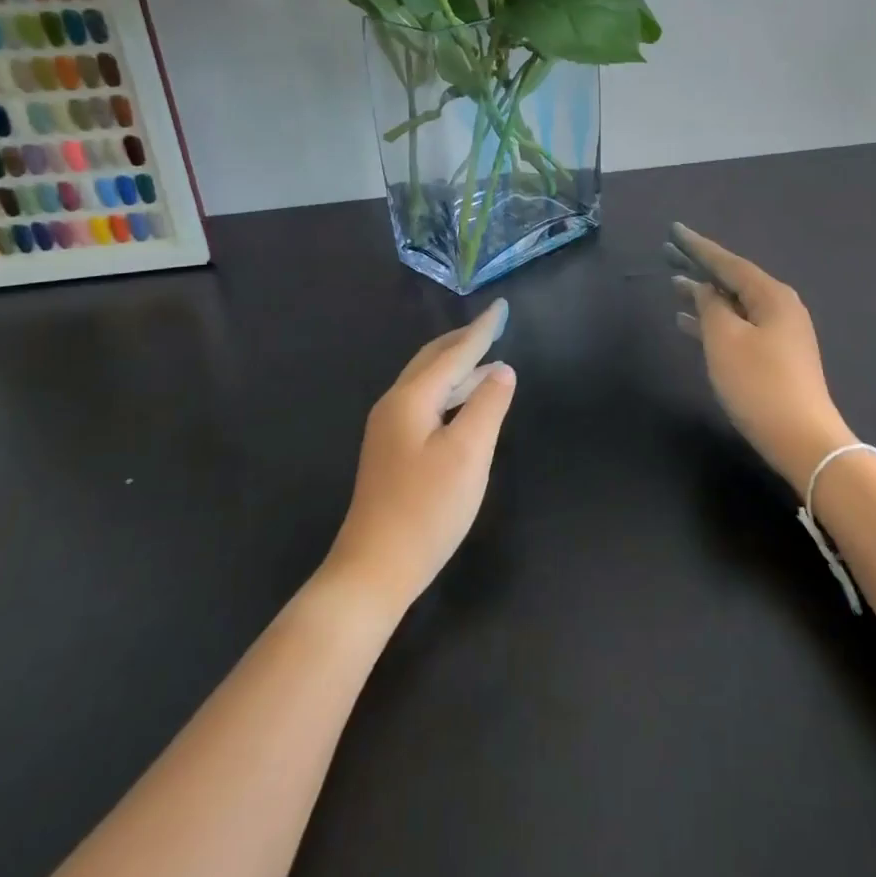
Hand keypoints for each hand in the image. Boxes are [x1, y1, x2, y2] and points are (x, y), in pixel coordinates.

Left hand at [326, 300, 516, 609]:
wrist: (373, 570)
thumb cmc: (426, 509)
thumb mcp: (468, 453)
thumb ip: (488, 405)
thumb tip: (501, 369)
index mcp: (411, 398)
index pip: (454, 352)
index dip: (482, 330)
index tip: (502, 306)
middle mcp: (395, 405)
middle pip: (433, 360)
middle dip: (464, 341)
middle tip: (494, 326)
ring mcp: (389, 429)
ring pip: (428, 382)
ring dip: (458, 367)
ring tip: (488, 359)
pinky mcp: (392, 451)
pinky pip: (426, 402)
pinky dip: (450, 391)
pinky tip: (465, 403)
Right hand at [671, 224, 853, 490]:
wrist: (802, 439)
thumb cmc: (760, 383)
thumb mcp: (725, 340)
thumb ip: (710, 307)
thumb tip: (704, 290)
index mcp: (772, 295)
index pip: (729, 262)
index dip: (698, 247)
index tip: (674, 230)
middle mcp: (780, 307)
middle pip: (733, 280)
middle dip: (700, 268)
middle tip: (667, 254)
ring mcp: (779, 333)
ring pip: (734, 305)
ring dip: (704, 297)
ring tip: (672, 287)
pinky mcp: (775, 357)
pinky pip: (738, 327)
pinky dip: (713, 323)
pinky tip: (688, 325)